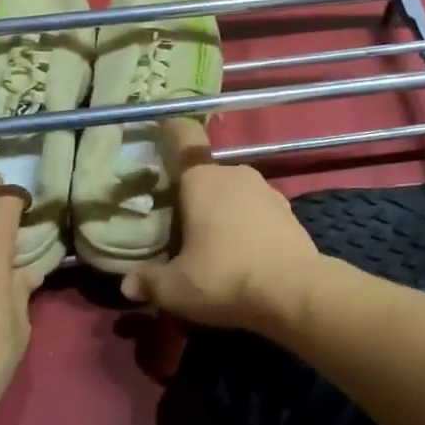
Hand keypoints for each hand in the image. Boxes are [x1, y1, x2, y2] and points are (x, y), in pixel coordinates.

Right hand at [119, 119, 323, 336]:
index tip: (160, 131)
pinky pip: (257, 211)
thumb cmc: (226, 278)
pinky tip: (242, 254)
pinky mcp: (289, 213)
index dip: (171, 131)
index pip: (183, 137)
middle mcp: (235, 175)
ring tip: (211, 243)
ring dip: (222, 211)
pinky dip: (247, 225)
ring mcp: (267, 191)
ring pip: (234, 193)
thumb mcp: (176, 288)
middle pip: (206, 174)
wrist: (296, 293)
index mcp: (202, 179)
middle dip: (193, 193)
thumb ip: (149, 282)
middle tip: (178, 223)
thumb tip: (128, 285)